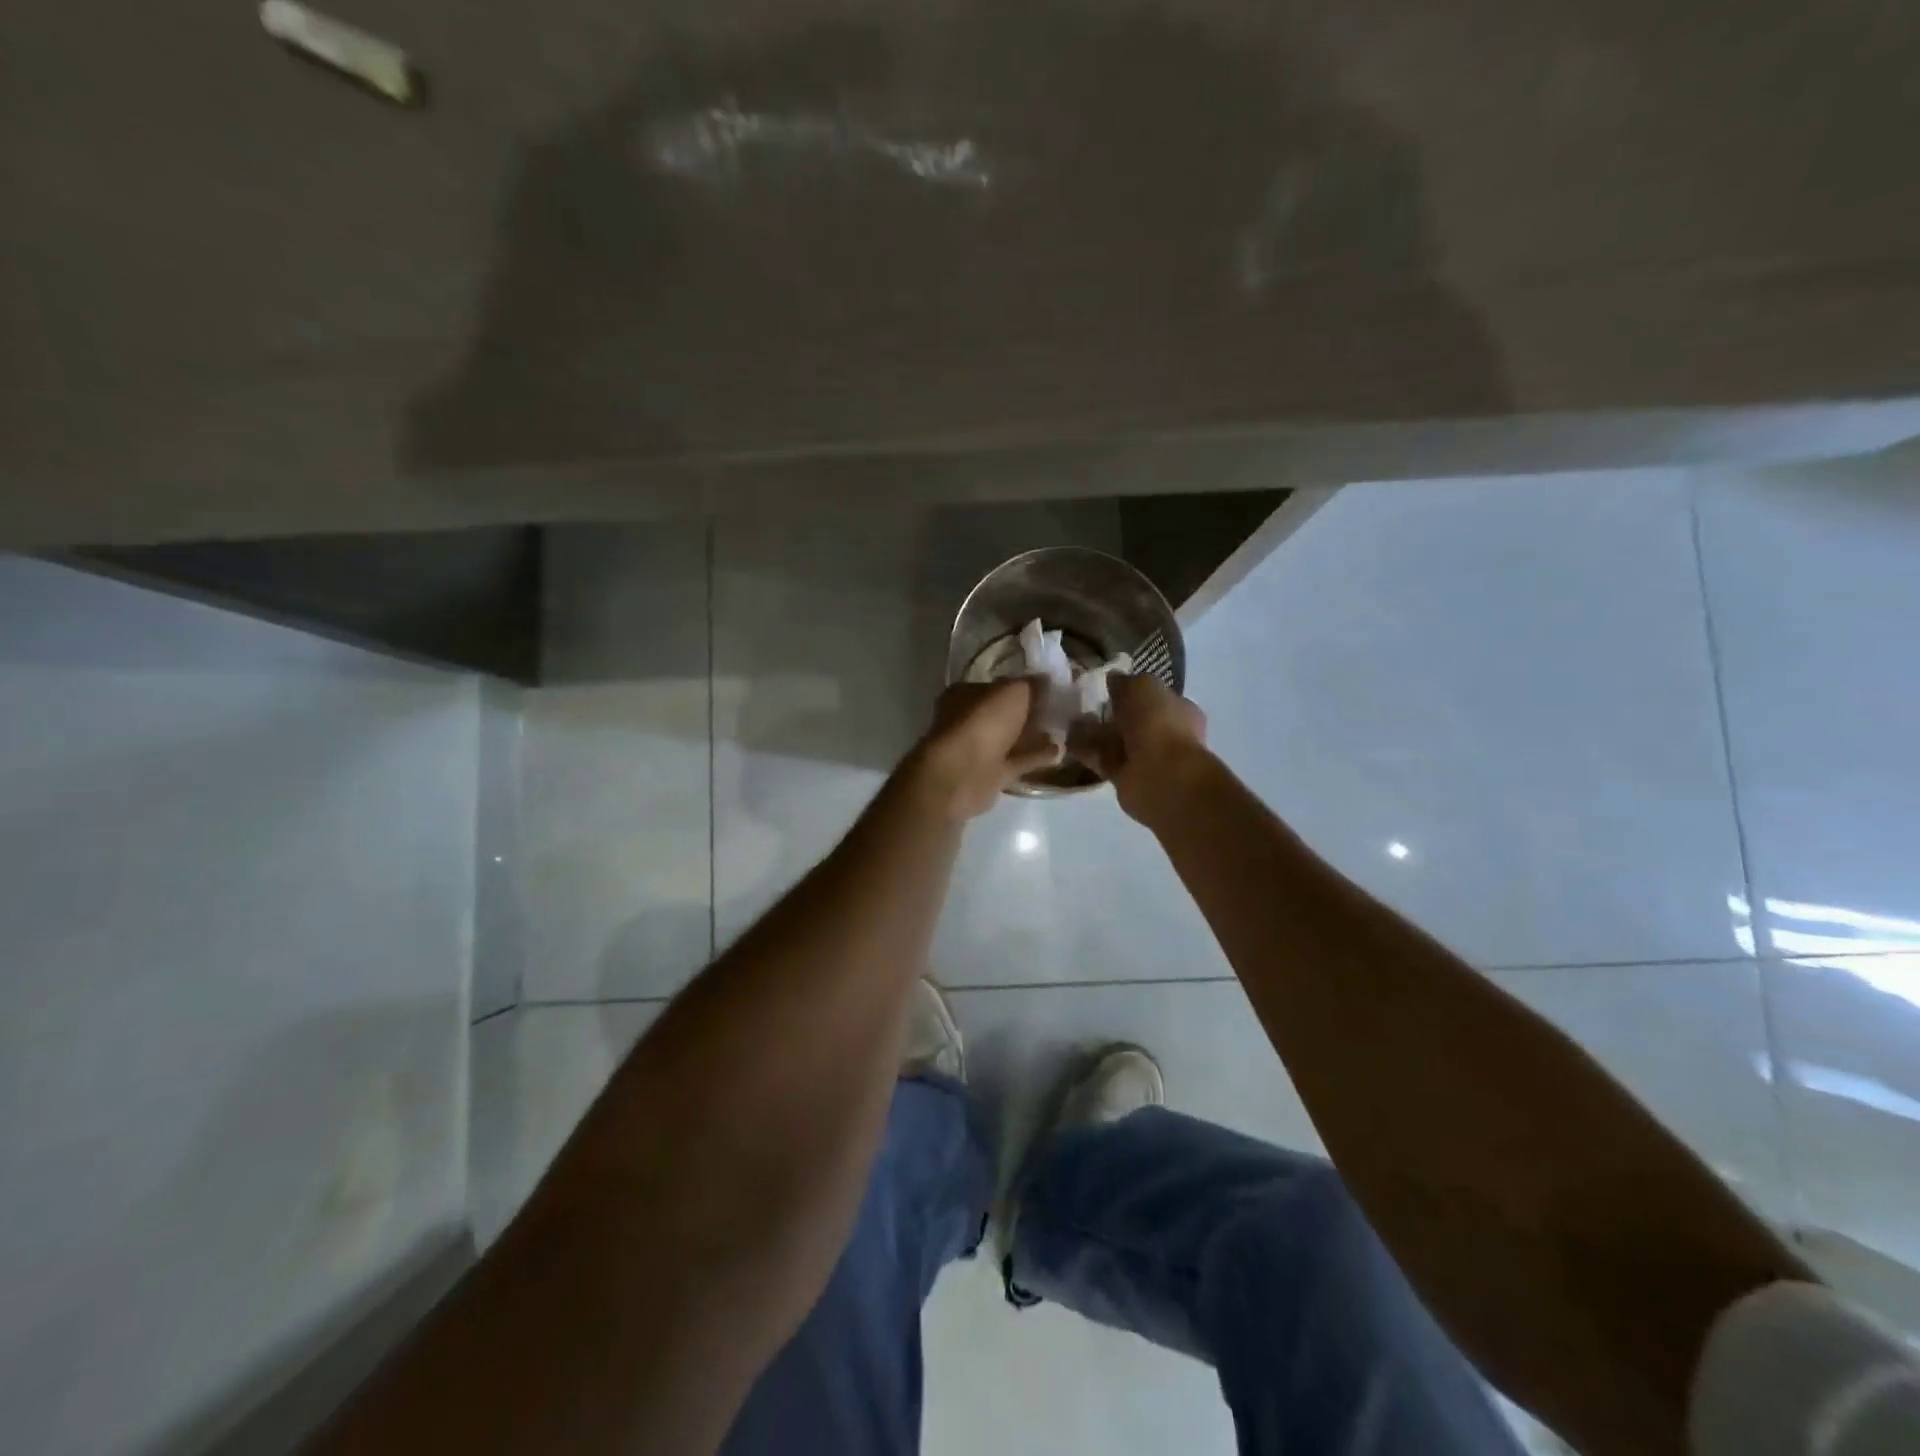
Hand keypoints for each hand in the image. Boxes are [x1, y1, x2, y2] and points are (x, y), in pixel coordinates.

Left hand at [911, 680, 1062, 819]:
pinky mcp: (989, 774)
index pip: (997, 685)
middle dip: (1029, 713)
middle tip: (1059, 710)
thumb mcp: (1013, 691)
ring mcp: (977, 749)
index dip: (1023, 685)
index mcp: (965, 693)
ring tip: (1062, 732)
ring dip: (1033, 737)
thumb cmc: (983, 722)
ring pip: (1010, 739)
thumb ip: (1031, 685)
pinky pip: (1017, 761)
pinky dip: (1036, 758)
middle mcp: (968, 720)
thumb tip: (1046, 680)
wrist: (963, 774)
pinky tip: (1059, 753)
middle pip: (1004, 713)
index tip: (1049, 687)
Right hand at [1070, 673, 1208, 823]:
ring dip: (1095, 733)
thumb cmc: (1158, 723)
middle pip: (1133, 720)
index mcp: (1178, 708)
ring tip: (1068, 722)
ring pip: (1116, 741)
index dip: (1130, 690)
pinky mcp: (1126, 778)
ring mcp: (1147, 758)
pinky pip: (1103, 760)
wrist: (1160, 775)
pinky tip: (1066, 742)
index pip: (1153, 695)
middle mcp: (1166, 733)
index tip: (1105, 686)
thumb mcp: (1141, 686)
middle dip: (1110, 713)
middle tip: (1082, 704)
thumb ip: (1125, 681)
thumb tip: (1113, 679)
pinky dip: (1086, 752)